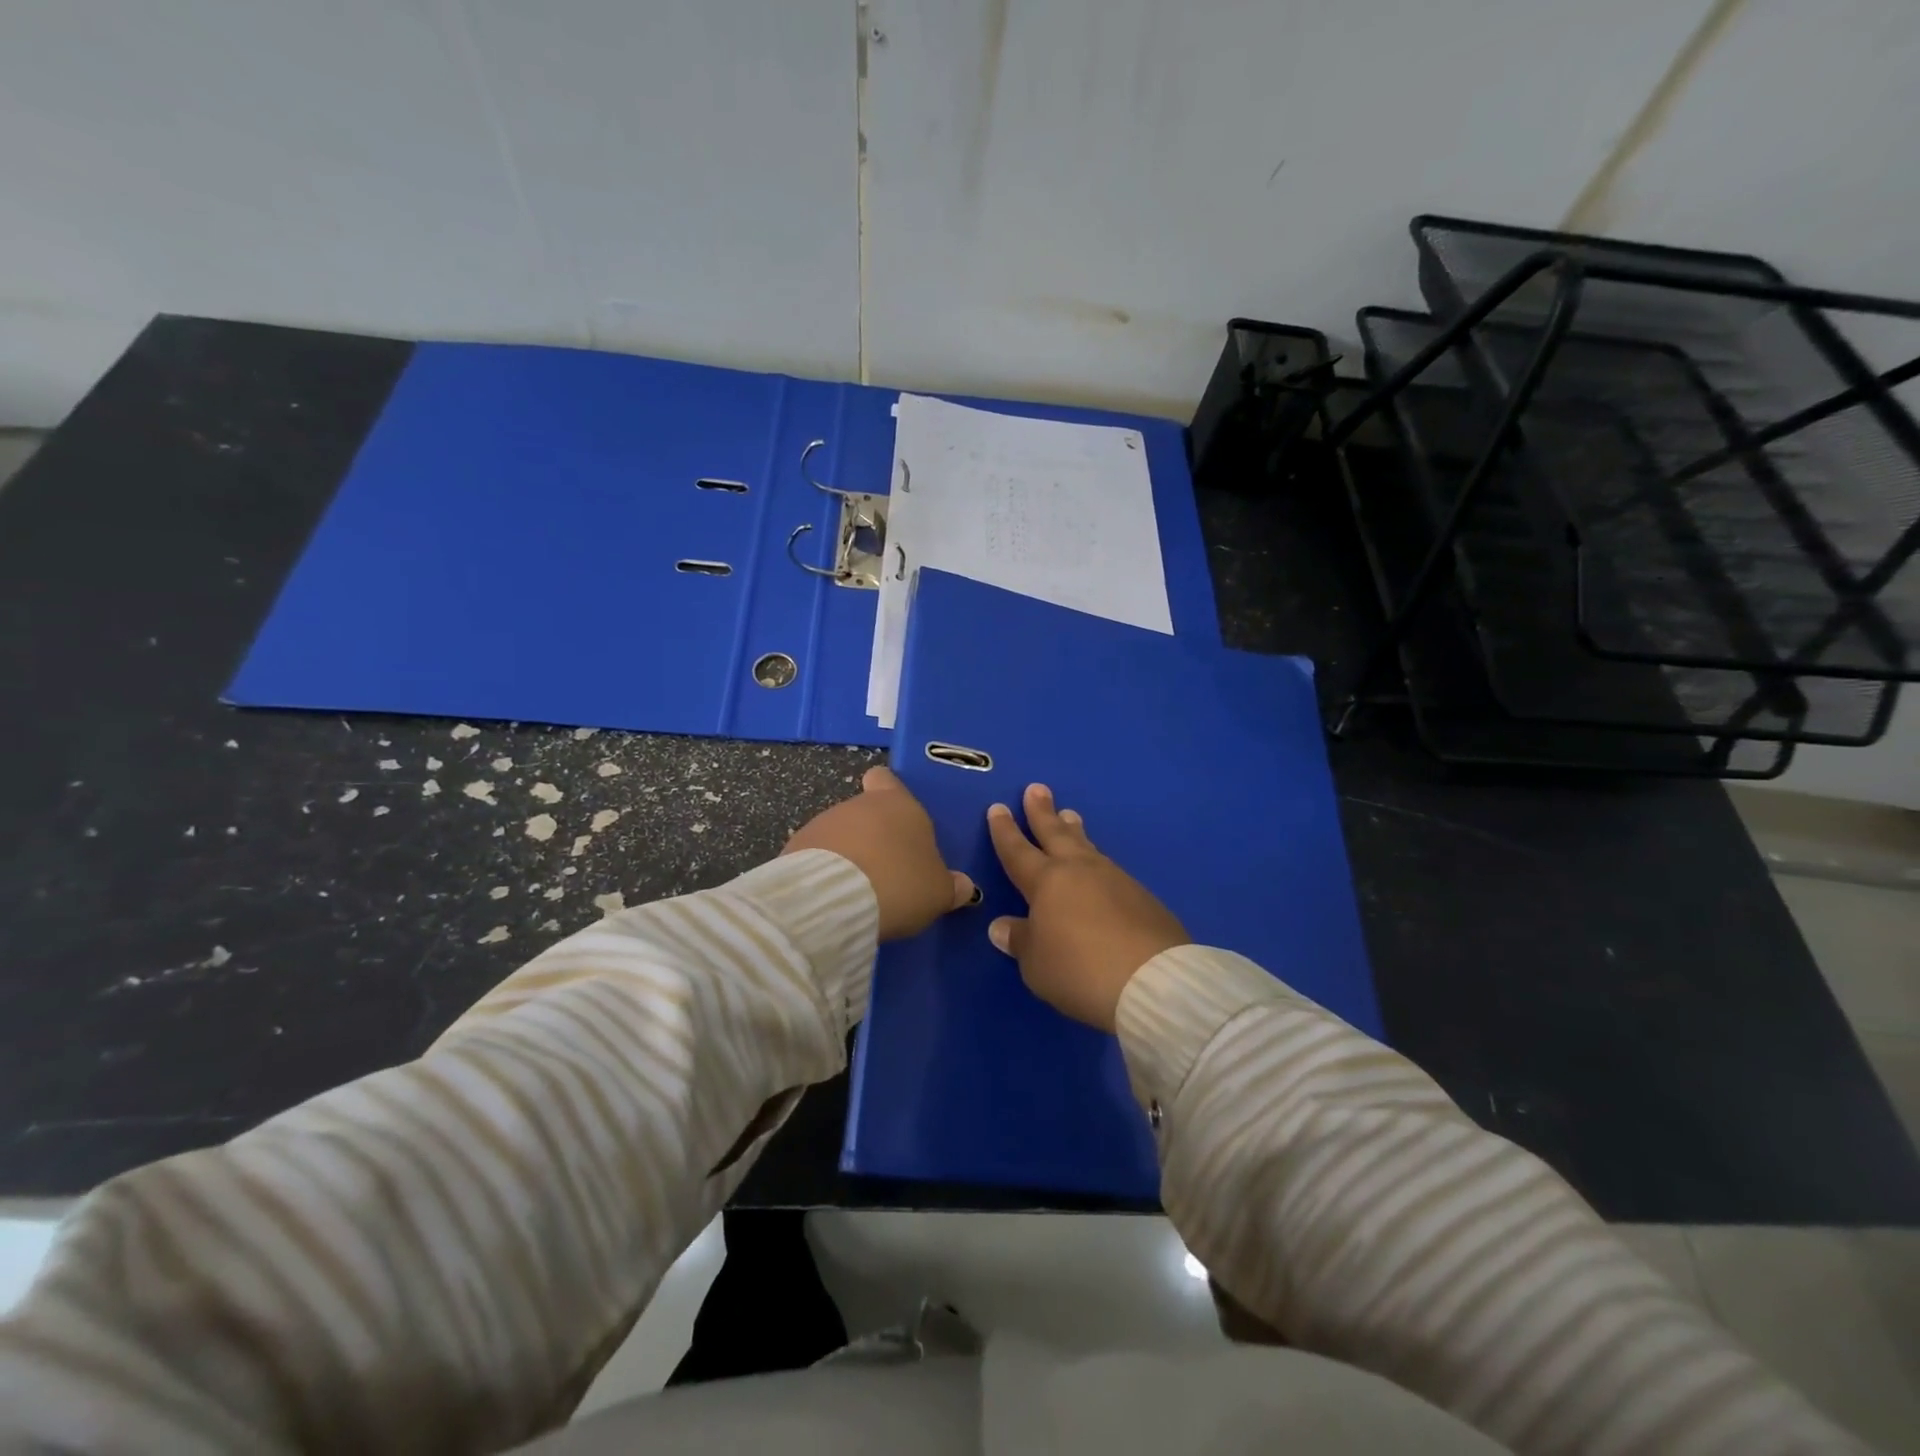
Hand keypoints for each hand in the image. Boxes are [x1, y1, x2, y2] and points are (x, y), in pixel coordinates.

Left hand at [784, 766, 976, 941]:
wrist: (835, 900)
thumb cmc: (900, 883)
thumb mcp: (939, 891)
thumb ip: (951, 885)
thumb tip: (964, 886)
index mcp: (897, 803)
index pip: (886, 778)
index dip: (889, 791)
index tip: (896, 814)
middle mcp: (858, 805)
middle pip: (864, 812)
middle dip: (872, 836)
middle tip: (887, 871)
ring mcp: (821, 824)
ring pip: (839, 834)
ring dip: (847, 855)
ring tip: (859, 890)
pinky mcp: (794, 849)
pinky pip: (816, 857)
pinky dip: (825, 873)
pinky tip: (834, 898)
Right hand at [985, 783, 1188, 1031]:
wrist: (1152, 980)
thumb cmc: (1079, 970)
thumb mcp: (1036, 964)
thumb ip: (1020, 940)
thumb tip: (1002, 926)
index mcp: (1046, 882)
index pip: (1018, 851)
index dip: (1005, 831)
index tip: (998, 808)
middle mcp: (1079, 871)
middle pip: (1056, 834)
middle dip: (1042, 812)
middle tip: (1037, 789)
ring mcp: (1114, 879)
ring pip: (1087, 847)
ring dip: (1075, 831)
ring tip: (1070, 816)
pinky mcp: (1142, 897)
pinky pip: (1110, 869)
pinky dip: (1097, 861)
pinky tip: (1099, 867)